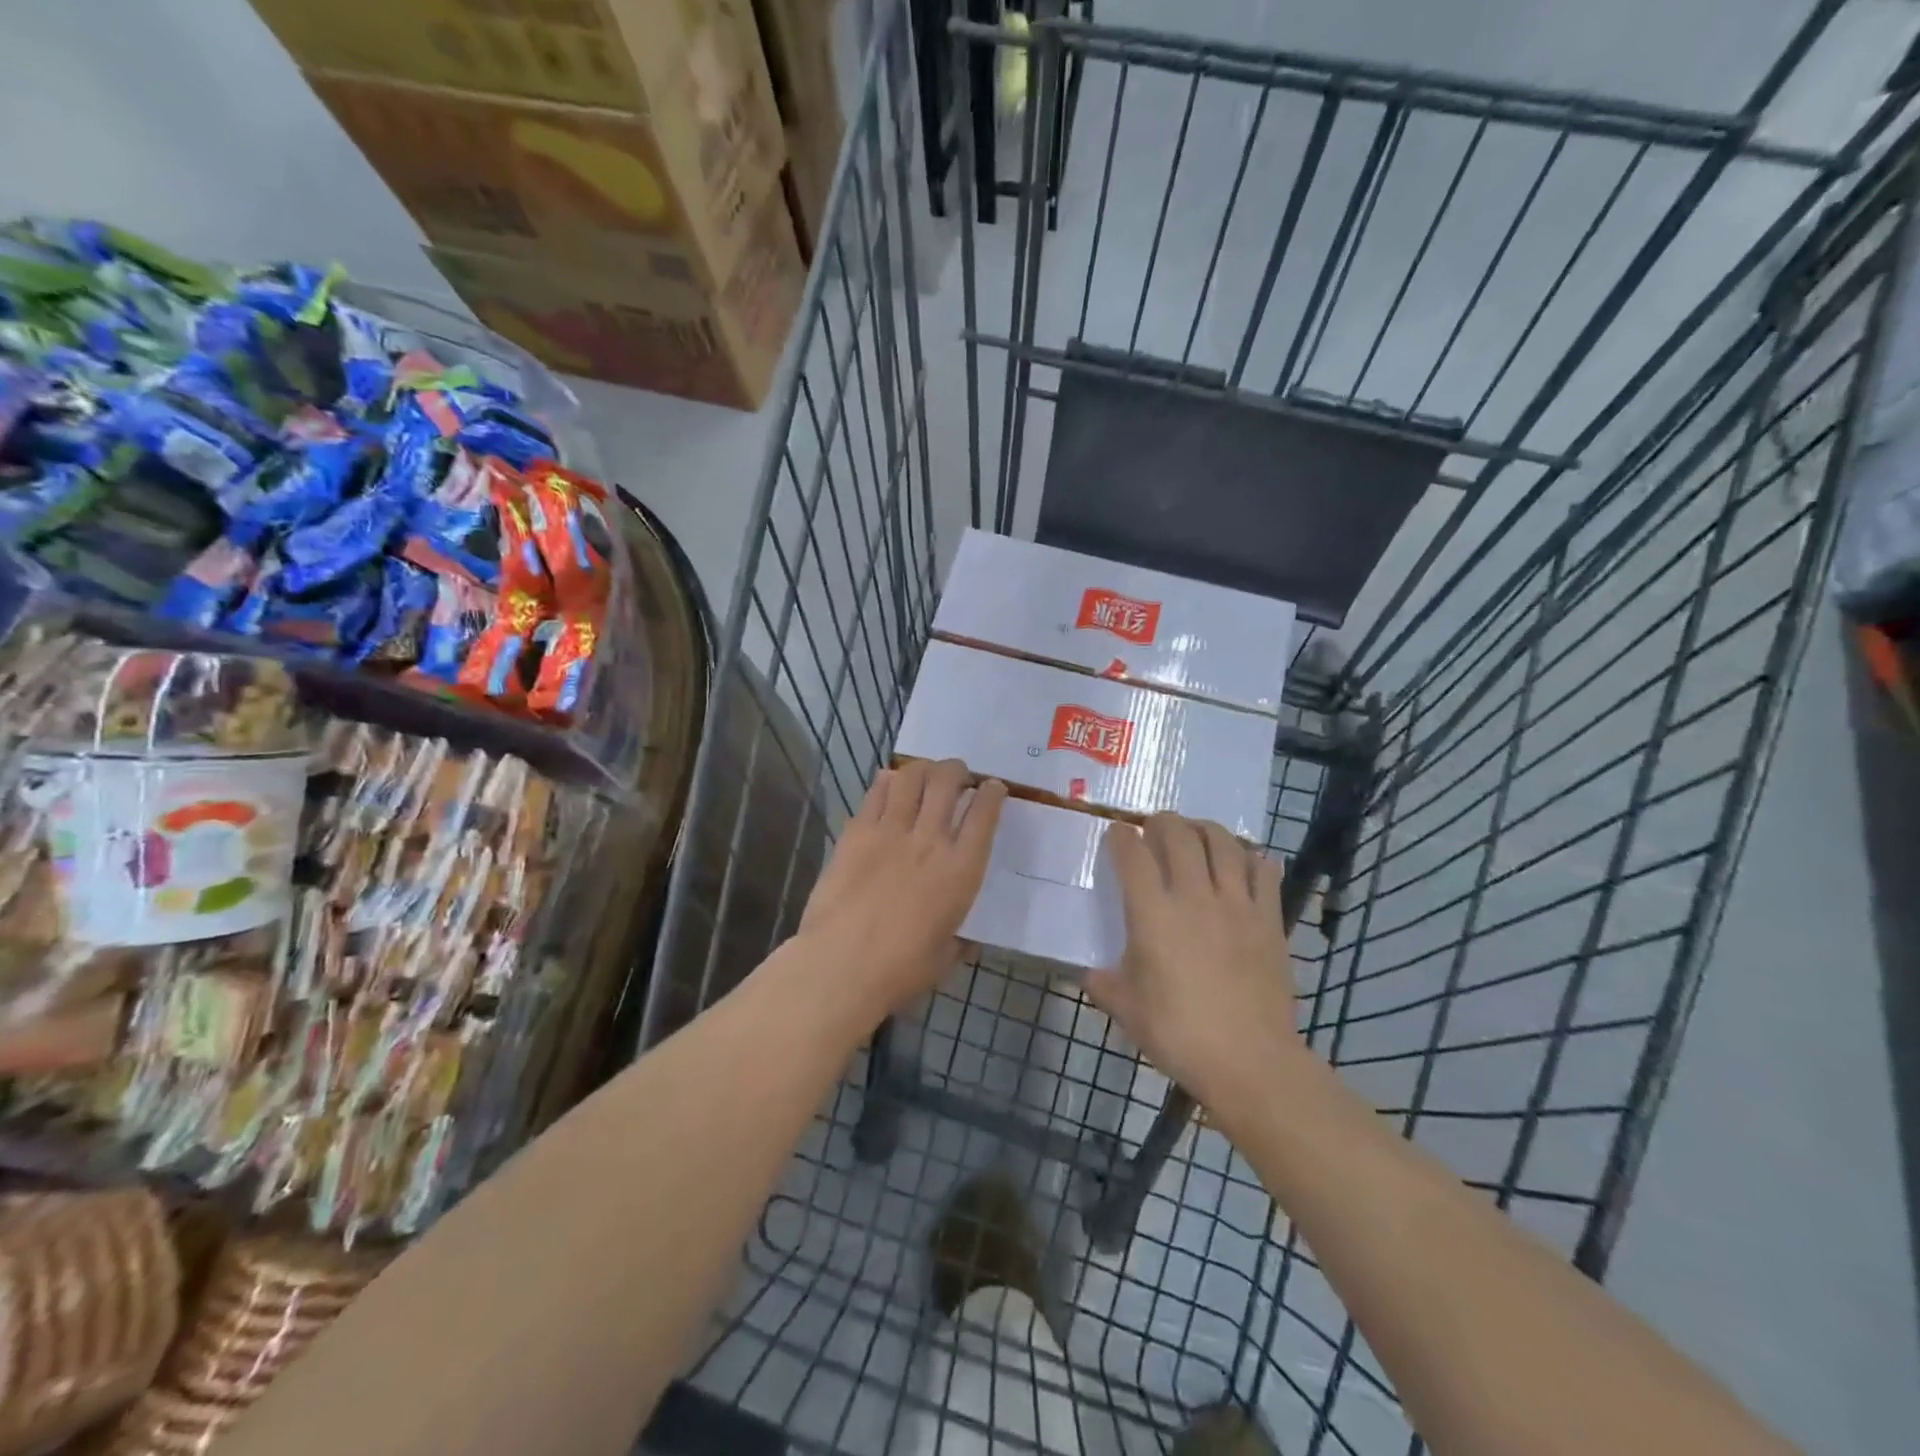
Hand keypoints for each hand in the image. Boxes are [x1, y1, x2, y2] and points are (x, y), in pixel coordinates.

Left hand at [799, 759, 1006, 1015]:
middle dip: (957, 771)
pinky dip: (888, 781)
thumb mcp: (945, 958)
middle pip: (948, 782)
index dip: (993, 793)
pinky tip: (890, 784)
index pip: (985, 814)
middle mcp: (930, 840)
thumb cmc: (900, 970)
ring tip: (925, 774)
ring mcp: (890, 831)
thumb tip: (966, 940)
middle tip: (957, 775)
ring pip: (911, 777)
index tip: (993, 788)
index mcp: (961, 870)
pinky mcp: (856, 832)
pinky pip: (876, 793)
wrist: (841, 965)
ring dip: (924, 769)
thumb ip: (959, 940)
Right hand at [1086, 813, 1299, 1106]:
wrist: (1248, 1060)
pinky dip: (1252, 857)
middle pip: (1178, 834)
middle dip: (1161, 822)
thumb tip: (1088, 972)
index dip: (1120, 837)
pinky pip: (1263, 871)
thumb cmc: (1178, 1034)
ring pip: (1222, 842)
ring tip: (1196, 833)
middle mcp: (1193, 896)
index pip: (1132, 854)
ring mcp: (1236, 904)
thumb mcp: (1125, 1009)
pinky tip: (1244, 861)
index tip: (1116, 835)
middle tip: (1154, 828)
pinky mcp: (1269, 918)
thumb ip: (1102, 983)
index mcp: (1152, 914)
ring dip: (1204, 829)